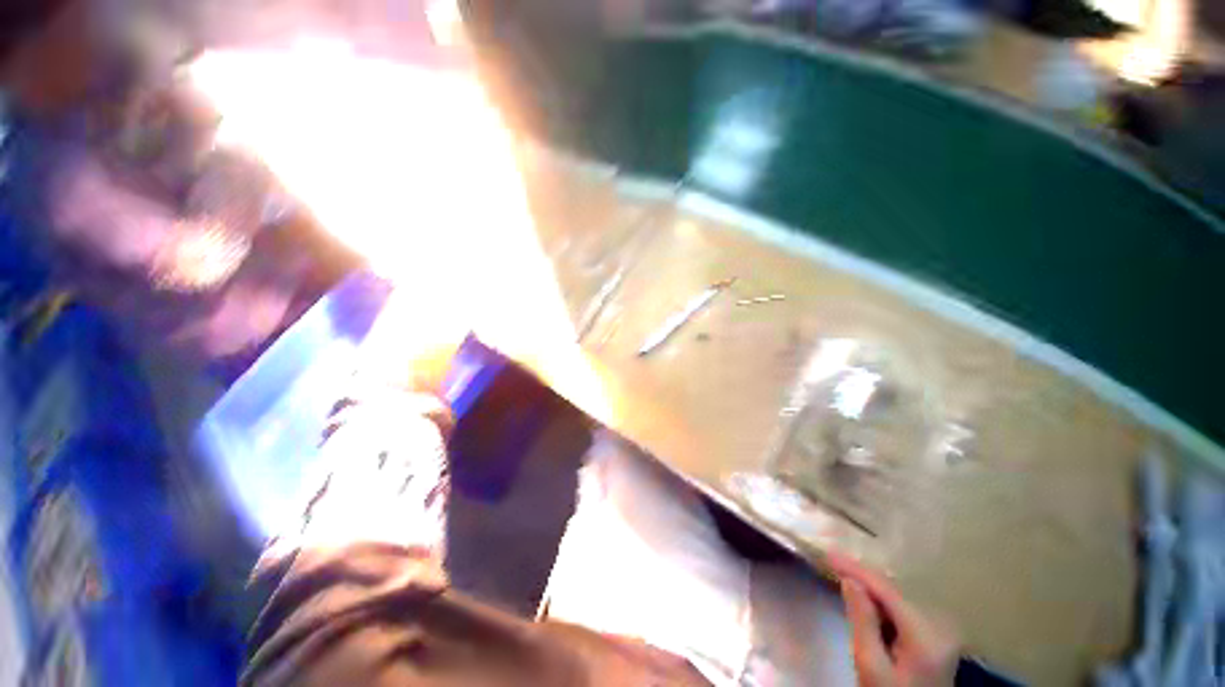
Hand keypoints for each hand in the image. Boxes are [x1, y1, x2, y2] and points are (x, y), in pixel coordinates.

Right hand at [829, 553, 958, 686]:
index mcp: (926, 633)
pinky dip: (881, 600)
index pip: (887, 590)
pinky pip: (902, 607)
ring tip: (842, 571)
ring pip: (897, 596)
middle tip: (831, 561)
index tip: (828, 553)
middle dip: (862, 575)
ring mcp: (941, 630)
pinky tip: (864, 596)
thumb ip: (862, 621)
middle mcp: (940, 625)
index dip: (856, 569)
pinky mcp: (936, 635)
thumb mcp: (870, 665)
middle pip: (894, 590)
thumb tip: (850, 580)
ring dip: (870, 586)